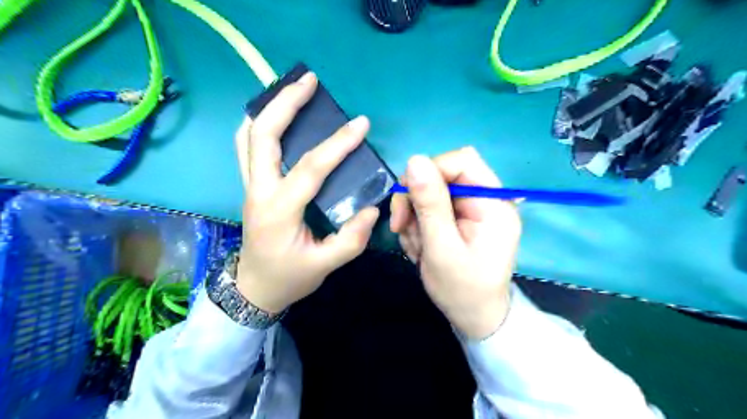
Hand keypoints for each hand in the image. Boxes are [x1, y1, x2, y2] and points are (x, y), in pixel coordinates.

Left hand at [232, 73, 379, 313]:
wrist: (254, 289)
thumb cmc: (289, 278)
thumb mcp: (325, 266)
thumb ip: (351, 239)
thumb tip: (372, 208)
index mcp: (279, 210)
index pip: (310, 168)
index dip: (337, 144)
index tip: (361, 125)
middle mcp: (258, 191)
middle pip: (262, 135)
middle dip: (284, 103)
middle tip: (309, 81)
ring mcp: (250, 186)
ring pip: (248, 136)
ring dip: (267, 108)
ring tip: (291, 90)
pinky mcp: (251, 186)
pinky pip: (247, 147)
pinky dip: (258, 125)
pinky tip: (276, 117)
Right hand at [388, 147, 520, 339]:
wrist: (474, 318)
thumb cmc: (463, 290)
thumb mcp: (442, 249)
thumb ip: (430, 205)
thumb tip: (415, 160)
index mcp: (493, 203)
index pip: (462, 161)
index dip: (430, 172)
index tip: (408, 199)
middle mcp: (485, 199)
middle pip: (441, 174)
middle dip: (416, 200)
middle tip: (402, 227)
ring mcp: (471, 208)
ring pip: (429, 191)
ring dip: (414, 217)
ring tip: (417, 247)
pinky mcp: (459, 218)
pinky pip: (429, 207)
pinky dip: (417, 225)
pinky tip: (421, 247)